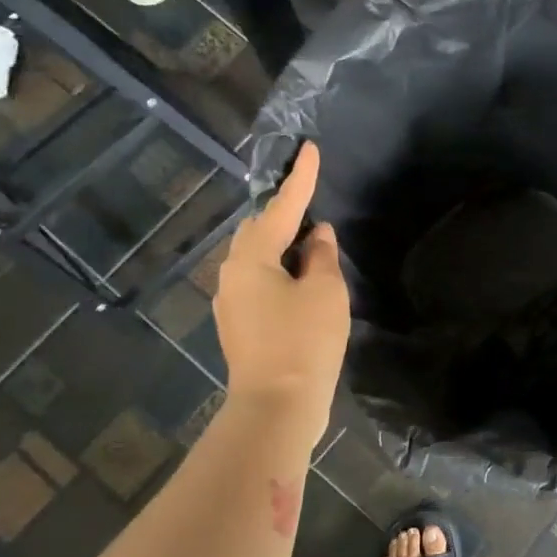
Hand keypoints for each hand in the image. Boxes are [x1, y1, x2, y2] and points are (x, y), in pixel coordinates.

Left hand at [213, 142, 350, 436]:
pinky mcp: (240, 326)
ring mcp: (231, 302)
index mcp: (251, 258)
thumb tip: (316, 234)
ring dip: (283, 249)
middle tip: (315, 213)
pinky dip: (280, 275)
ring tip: (313, 251)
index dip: (300, 179)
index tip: (309, 150)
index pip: (281, 207)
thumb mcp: (324, 291)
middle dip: (285, 216)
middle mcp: (232, 274)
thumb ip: (321, 255)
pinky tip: (302, 286)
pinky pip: (259, 284)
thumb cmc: (304, 341)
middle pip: (258, 231)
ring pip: (257, 260)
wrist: (277, 406)